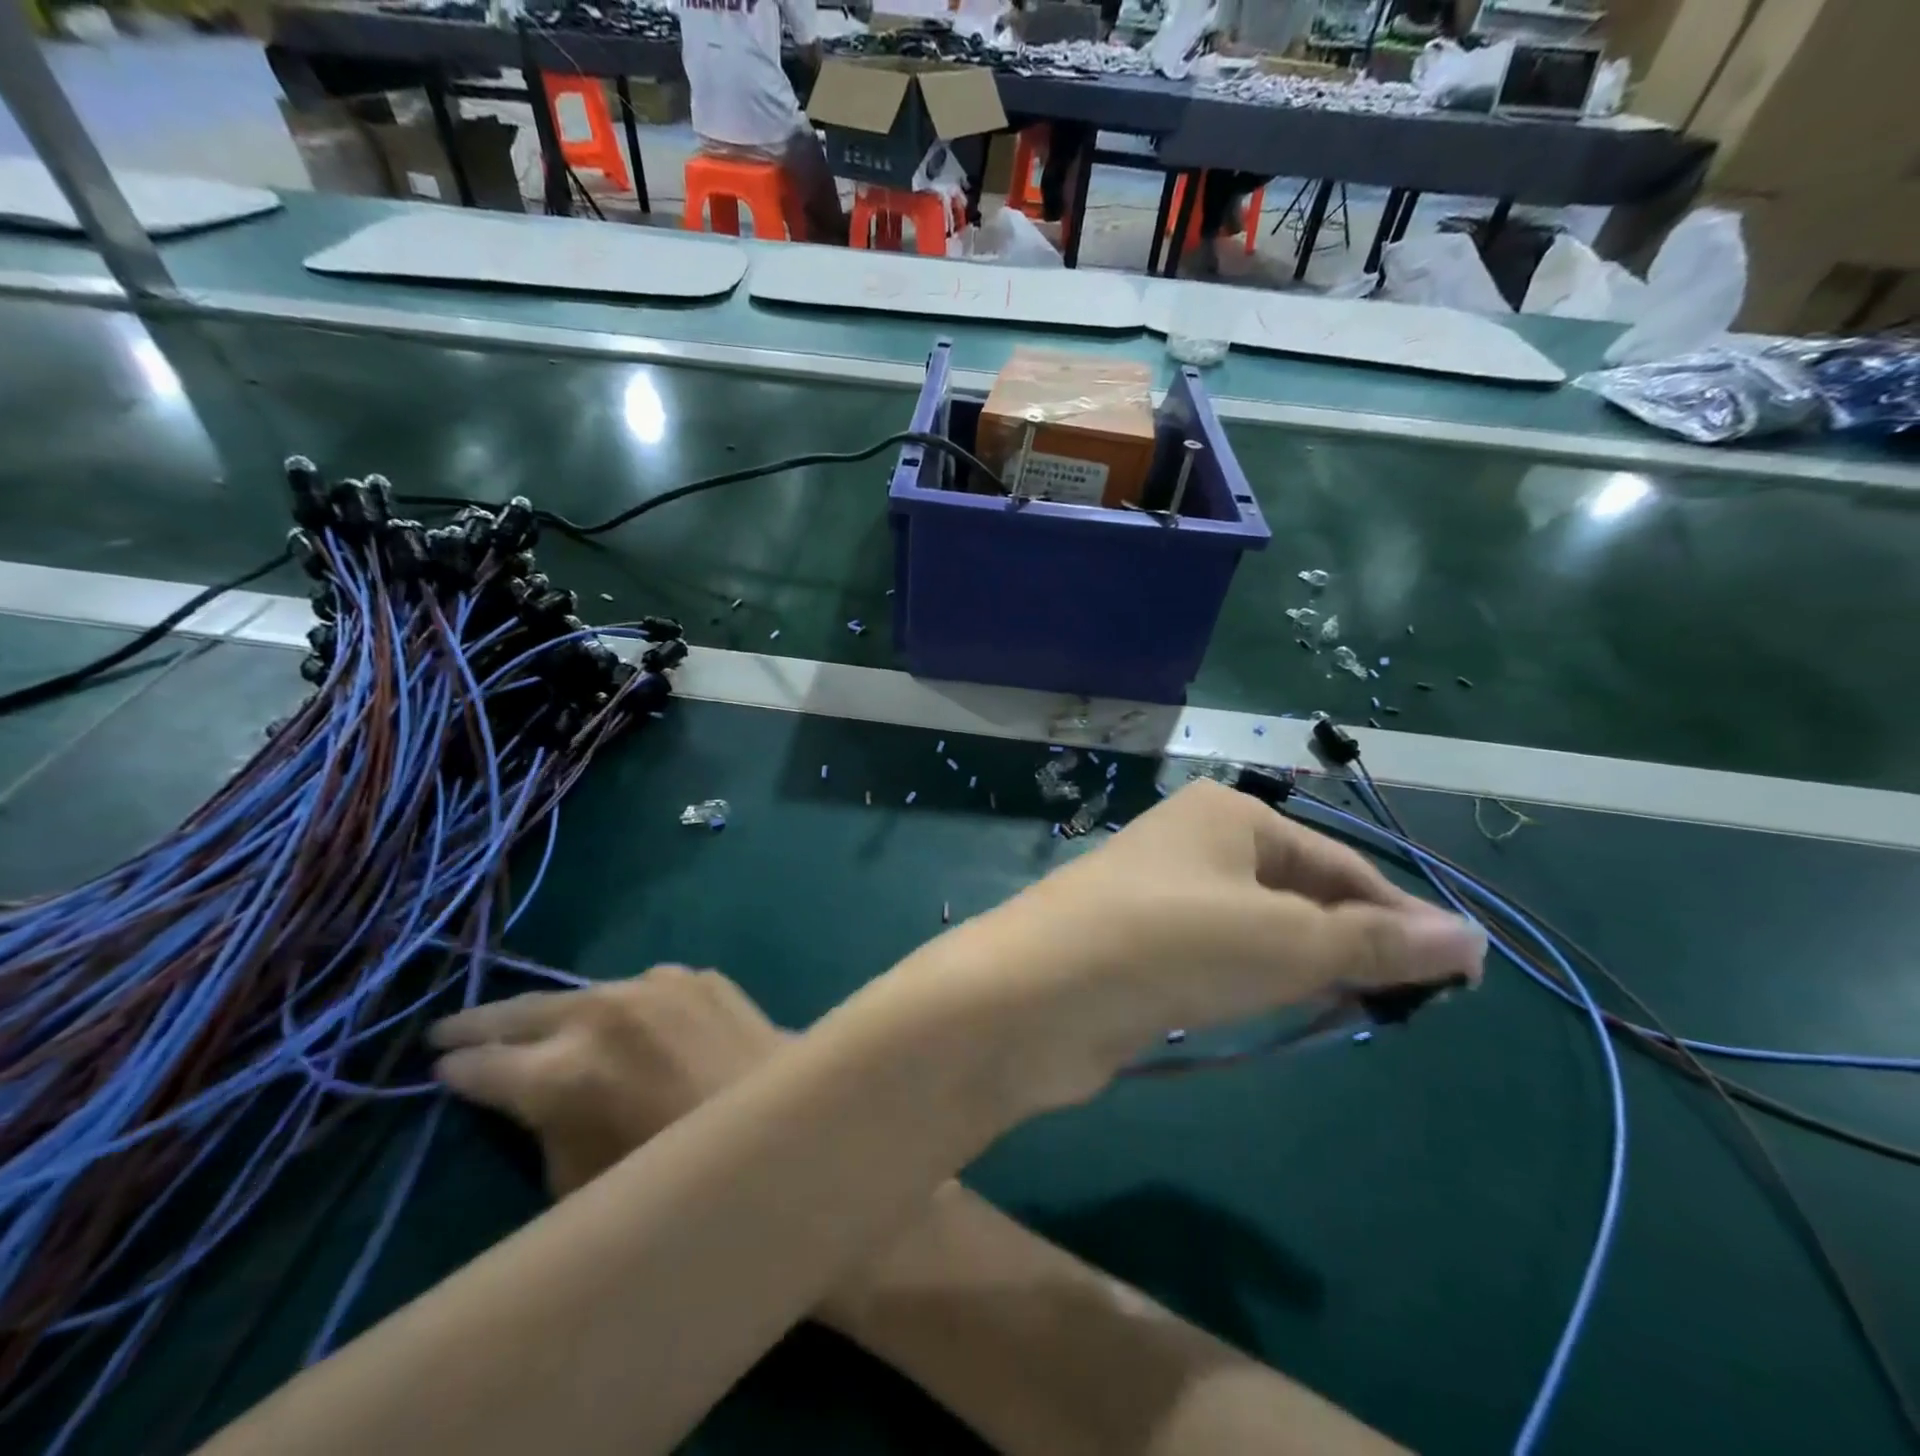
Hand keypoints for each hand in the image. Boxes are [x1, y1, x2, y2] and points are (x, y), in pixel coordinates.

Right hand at [429, 967, 785, 1196]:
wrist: (781, 1121)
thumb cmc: (678, 1172)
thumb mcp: (581, 1180)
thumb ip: (543, 1128)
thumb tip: (524, 1096)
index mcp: (562, 1071)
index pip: (482, 1065)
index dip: (455, 1070)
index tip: (436, 1069)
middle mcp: (602, 1012)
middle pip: (522, 1010)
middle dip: (480, 1021)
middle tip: (447, 1026)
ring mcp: (655, 984)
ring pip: (585, 992)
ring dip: (560, 1011)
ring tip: (537, 1022)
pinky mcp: (697, 975)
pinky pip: (644, 989)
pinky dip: (626, 1007)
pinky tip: (628, 1023)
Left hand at [901, 779, 1485, 1108]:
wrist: (1035, 997)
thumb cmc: (1169, 945)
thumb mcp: (1284, 941)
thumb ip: (1373, 942)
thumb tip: (1470, 940)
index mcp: (1227, 816)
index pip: (1336, 863)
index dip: (1396, 917)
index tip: (1456, 977)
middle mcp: (1193, 845)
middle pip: (1297, 892)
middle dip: (1350, 942)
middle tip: (1407, 1004)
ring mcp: (1162, 896)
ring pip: (1259, 929)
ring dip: (1306, 966)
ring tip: (1357, 1010)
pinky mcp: (1141, 948)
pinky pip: (1219, 958)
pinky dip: (1257, 982)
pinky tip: (1281, 1010)